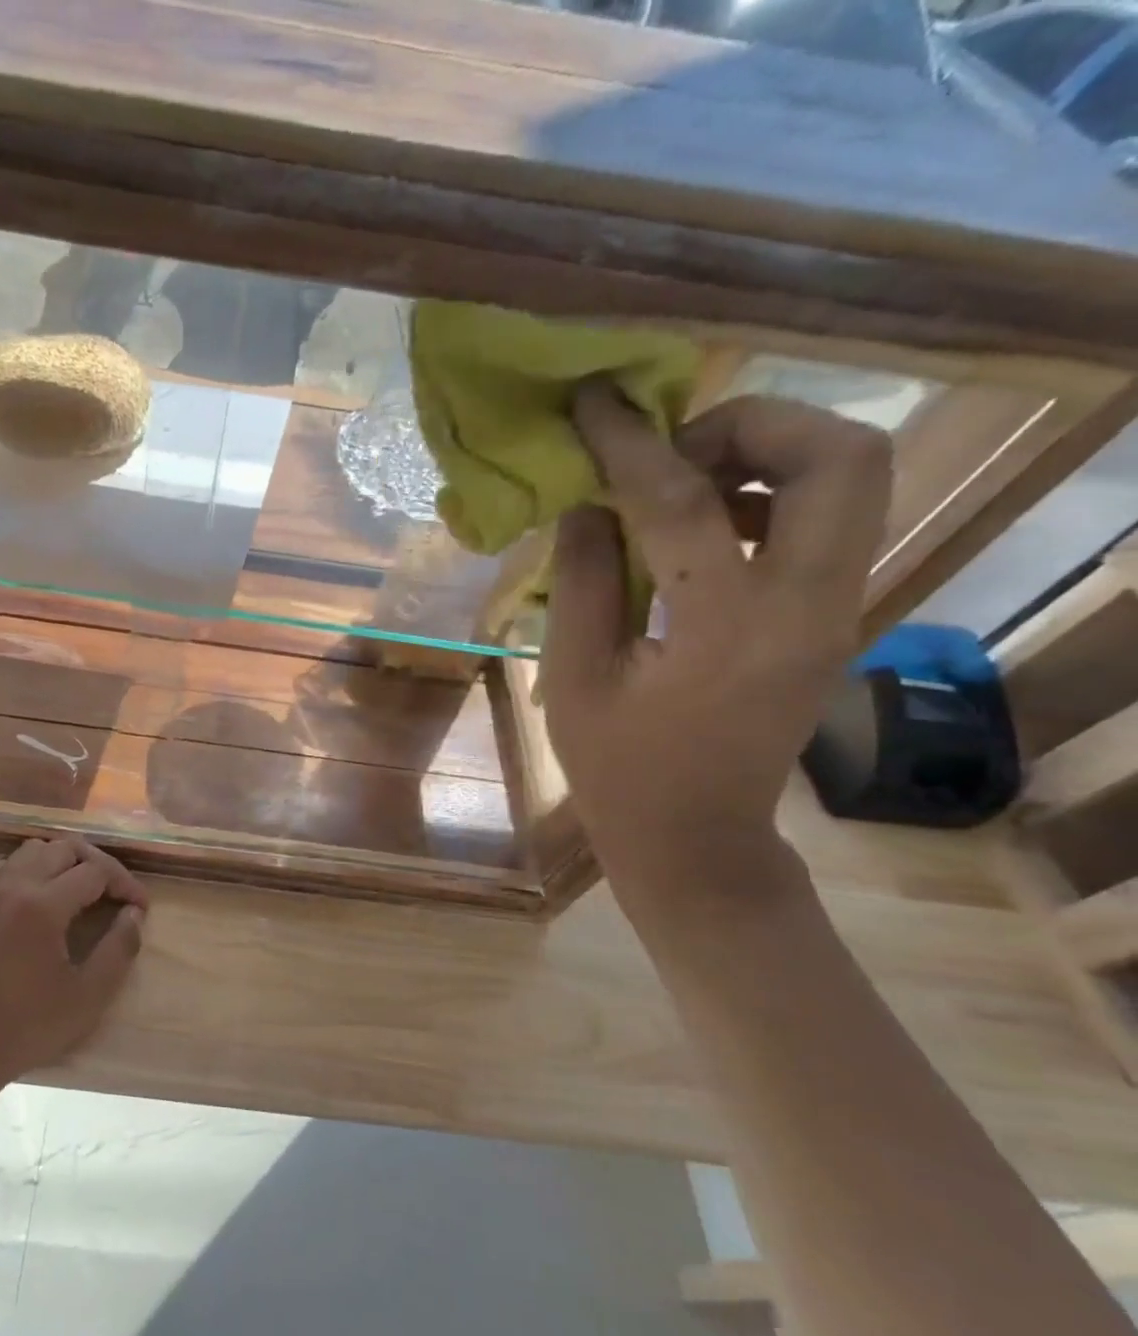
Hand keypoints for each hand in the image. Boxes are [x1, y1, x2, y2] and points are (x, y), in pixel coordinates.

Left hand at [0, 836, 147, 1102]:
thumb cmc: (27, 1027)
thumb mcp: (88, 996)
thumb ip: (119, 948)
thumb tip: (133, 914)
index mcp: (43, 905)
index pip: (96, 871)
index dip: (125, 884)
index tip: (141, 908)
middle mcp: (14, 885)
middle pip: (65, 848)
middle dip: (98, 864)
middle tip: (116, 894)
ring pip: (33, 849)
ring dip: (63, 860)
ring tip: (82, 889)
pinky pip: (6, 865)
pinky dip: (30, 868)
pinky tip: (41, 897)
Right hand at [542, 383, 892, 891]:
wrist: (697, 838)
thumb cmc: (619, 771)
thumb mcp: (575, 679)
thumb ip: (582, 581)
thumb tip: (587, 501)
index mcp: (728, 632)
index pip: (685, 504)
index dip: (631, 445)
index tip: (596, 405)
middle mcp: (810, 608)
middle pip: (842, 457)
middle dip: (753, 425)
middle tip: (670, 450)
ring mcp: (837, 611)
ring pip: (852, 479)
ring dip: (766, 455)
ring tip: (677, 485)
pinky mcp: (833, 616)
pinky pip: (827, 520)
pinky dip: (766, 496)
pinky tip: (697, 528)